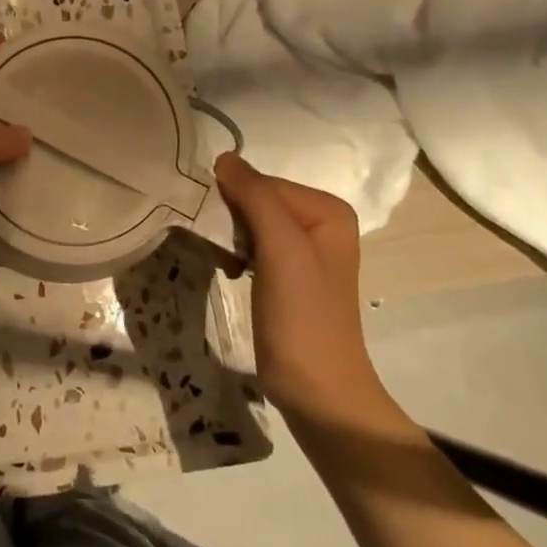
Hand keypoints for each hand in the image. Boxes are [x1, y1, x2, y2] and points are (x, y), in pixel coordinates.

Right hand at [212, 152, 386, 420]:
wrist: (317, 390)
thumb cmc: (302, 317)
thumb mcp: (281, 250)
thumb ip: (256, 197)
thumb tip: (224, 156)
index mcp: (327, 209)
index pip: (262, 183)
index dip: (235, 202)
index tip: (219, 231)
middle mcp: (319, 222)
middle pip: (256, 200)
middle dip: (232, 221)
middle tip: (223, 251)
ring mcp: (303, 249)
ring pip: (249, 222)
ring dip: (230, 238)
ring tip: (227, 264)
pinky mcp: (287, 274)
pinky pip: (252, 244)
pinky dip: (235, 254)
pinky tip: (232, 272)